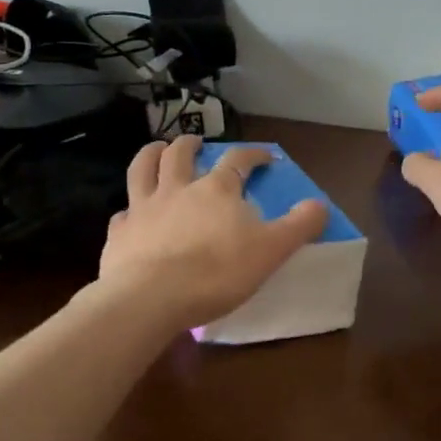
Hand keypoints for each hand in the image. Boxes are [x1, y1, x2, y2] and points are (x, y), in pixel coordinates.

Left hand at [97, 135, 329, 329]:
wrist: (150, 298)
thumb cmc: (216, 273)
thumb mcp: (271, 251)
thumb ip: (299, 226)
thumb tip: (320, 204)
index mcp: (216, 190)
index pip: (238, 160)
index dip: (253, 155)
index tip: (265, 157)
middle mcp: (177, 189)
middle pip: (181, 154)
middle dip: (191, 144)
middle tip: (196, 142)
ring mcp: (144, 209)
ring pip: (143, 169)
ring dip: (150, 154)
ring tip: (156, 149)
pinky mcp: (119, 233)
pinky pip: (122, 214)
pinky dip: (128, 210)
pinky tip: (130, 215)